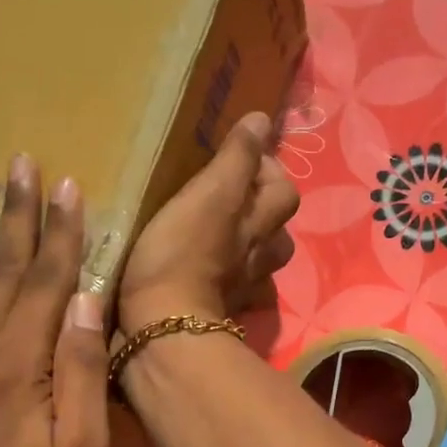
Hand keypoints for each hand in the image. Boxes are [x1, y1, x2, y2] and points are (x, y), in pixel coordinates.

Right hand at [118, 111, 300, 332]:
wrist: (163, 327)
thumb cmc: (183, 253)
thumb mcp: (210, 194)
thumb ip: (237, 157)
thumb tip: (262, 119)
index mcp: (260, 225)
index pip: (283, 191)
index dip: (267, 171)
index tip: (238, 159)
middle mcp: (259, 258)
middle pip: (277, 232)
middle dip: (261, 212)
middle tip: (228, 197)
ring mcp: (240, 290)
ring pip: (256, 263)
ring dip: (244, 247)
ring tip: (216, 232)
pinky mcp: (216, 313)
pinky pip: (228, 289)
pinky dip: (220, 278)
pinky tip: (199, 270)